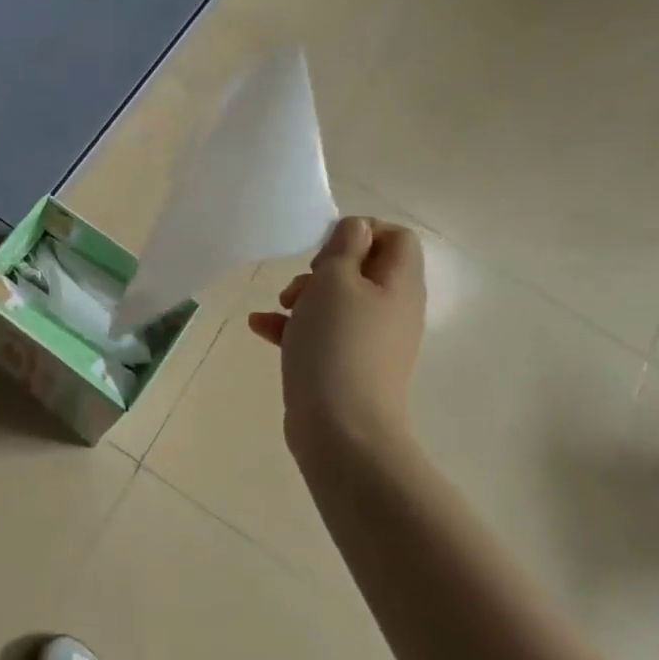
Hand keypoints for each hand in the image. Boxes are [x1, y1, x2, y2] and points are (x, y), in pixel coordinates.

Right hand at [249, 217, 425, 458]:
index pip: (396, 237)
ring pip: (338, 301)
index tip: (326, 248)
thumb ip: (345, 247)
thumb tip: (357, 229)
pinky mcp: (347, 365)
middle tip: (303, 282)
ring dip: (305, 296)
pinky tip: (260, 327)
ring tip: (280, 307)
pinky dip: (294, 327)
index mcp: (399, 284)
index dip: (361, 231)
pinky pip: (322, 333)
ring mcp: (371, 341)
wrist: (341, 429)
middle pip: (363, 268)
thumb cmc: (337, 344)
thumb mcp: (335, 281)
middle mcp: (392, 309)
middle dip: (324, 267)